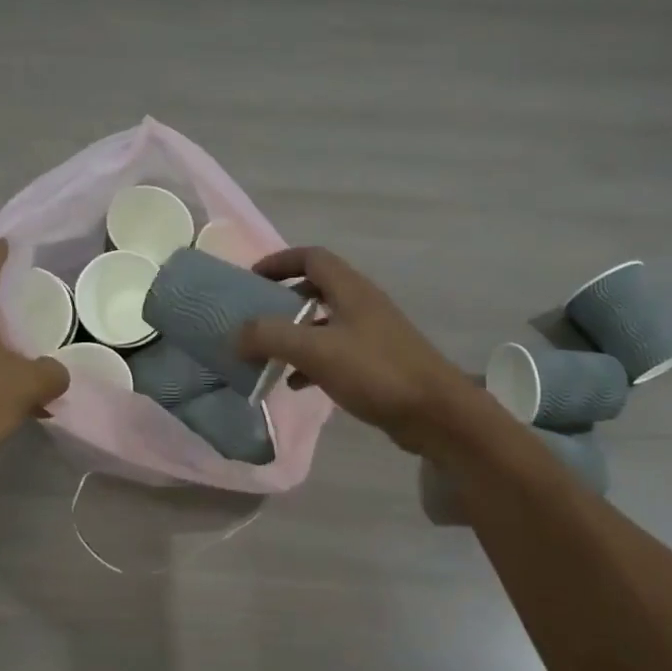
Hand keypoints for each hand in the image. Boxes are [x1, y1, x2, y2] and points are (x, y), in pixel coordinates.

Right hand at [237, 246, 478, 454]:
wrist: (436, 413)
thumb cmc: (376, 372)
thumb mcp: (316, 351)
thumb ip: (270, 337)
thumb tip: (235, 334)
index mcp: (350, 289)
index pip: (311, 257)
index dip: (279, 262)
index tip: (251, 279)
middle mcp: (362, 304)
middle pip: (316, 289)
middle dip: (282, 301)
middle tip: (254, 319)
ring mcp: (371, 334)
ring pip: (323, 324)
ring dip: (294, 335)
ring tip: (266, 355)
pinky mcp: (376, 364)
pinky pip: (334, 354)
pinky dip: (310, 363)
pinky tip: (293, 385)